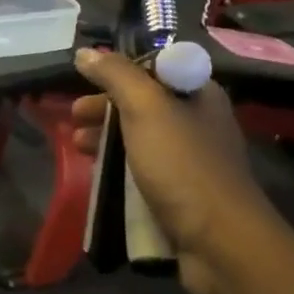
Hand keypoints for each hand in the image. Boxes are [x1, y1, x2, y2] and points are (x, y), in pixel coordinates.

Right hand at [70, 50, 271, 293]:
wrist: (220, 242)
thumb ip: (115, 76)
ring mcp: (192, 161)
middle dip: (105, 109)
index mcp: (199, 93)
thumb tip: (85, 52)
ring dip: (107, 139)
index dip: (117, 73)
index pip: (153, 69)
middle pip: (144, 105)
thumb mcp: (146, 109)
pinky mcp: (183, 195)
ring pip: (141, 140)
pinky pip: (144, 172)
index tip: (85, 82)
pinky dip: (119, 170)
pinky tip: (97, 175)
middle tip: (73, 118)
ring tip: (77, 147)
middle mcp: (199, 122)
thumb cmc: (183, 166)